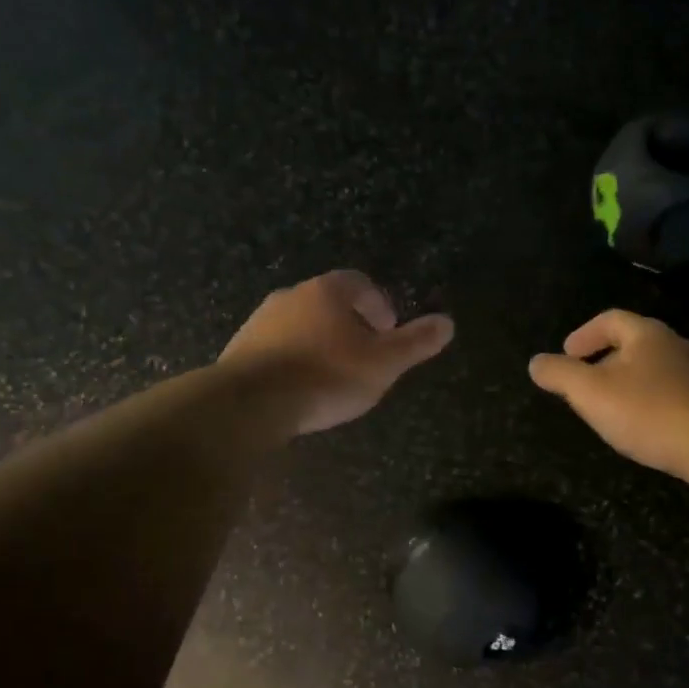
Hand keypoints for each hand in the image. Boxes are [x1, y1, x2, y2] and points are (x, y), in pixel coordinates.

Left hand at [220, 270, 454, 434]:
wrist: (250, 404)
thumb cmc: (326, 377)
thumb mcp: (383, 364)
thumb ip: (415, 343)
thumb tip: (448, 323)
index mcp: (327, 292)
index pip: (359, 283)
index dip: (378, 304)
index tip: (388, 330)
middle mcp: (290, 296)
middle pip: (328, 302)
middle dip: (349, 324)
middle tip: (365, 354)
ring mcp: (260, 321)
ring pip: (300, 324)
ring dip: (319, 342)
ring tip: (333, 374)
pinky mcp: (240, 349)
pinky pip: (276, 347)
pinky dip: (293, 359)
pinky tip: (300, 387)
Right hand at [529, 310, 688, 477]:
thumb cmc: (647, 412)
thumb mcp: (590, 393)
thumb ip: (559, 374)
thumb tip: (536, 363)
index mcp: (647, 335)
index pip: (610, 320)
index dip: (584, 334)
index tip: (568, 354)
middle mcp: (677, 345)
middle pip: (635, 342)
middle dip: (606, 359)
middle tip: (587, 383)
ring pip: (656, 369)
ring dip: (631, 382)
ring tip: (614, 407)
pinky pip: (674, 392)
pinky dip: (653, 401)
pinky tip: (647, 426)